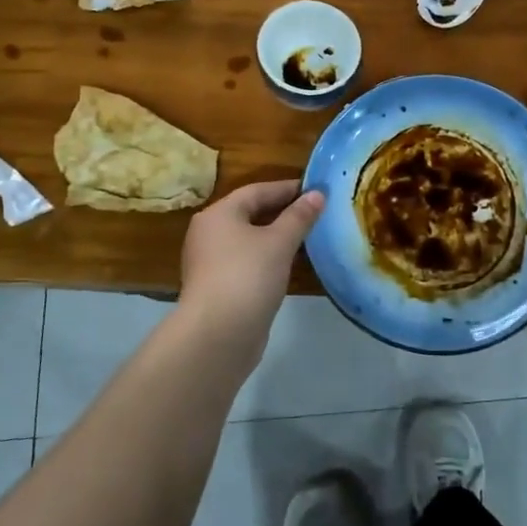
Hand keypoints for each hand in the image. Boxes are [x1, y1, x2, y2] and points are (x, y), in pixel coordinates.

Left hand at [181, 180, 323, 342]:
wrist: (217, 337)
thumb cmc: (247, 276)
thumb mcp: (279, 242)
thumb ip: (299, 216)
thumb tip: (317, 194)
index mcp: (219, 214)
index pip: (257, 191)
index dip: (288, 188)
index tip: (316, 189)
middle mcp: (209, 233)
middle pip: (251, 214)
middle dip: (283, 212)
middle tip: (316, 211)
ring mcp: (211, 262)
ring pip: (249, 240)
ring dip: (277, 236)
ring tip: (309, 236)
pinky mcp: (218, 287)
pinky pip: (248, 262)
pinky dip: (268, 258)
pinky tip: (290, 264)